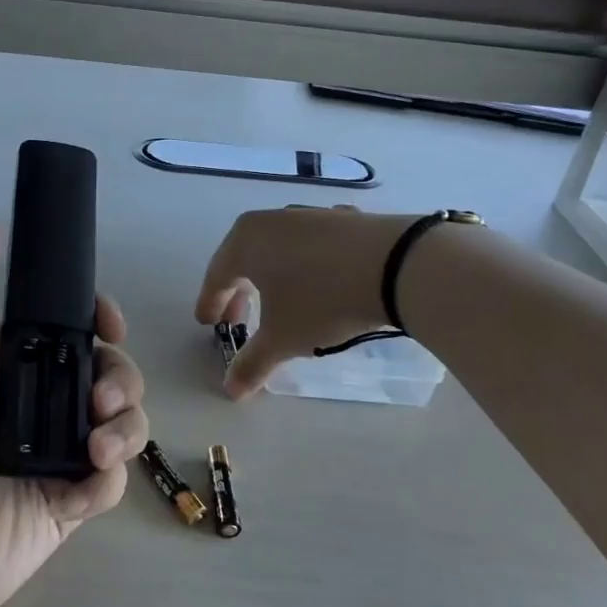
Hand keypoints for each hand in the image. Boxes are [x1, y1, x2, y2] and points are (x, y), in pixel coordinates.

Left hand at [0, 228, 148, 606]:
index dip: (101, 320)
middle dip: (121, 380)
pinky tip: (80, 493)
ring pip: (123, 424)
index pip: (73, 328)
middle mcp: (38, 402)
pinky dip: (107, 482)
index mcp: (12, 362)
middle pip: (110, 372)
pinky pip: (112, 481)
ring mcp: (56, 453)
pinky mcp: (67, 502)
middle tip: (100, 404)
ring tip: (96, 451)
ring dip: (126, 431)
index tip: (112, 326)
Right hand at [195, 206, 419, 397]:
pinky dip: (305, 264)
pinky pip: (311, 245)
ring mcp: (310, 215)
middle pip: (245, 258)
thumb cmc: (322, 300)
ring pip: (278, 249)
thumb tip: (230, 390)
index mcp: (245, 241)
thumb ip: (252, 363)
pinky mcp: (344, 219)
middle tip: (240, 321)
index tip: (208, 324)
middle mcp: (271, 221)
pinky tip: (319, 282)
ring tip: (280, 302)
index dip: (211, 303)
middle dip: (239, 292)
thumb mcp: (284, 338)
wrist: (397, 265)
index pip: (217, 275)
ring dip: (272, 277)